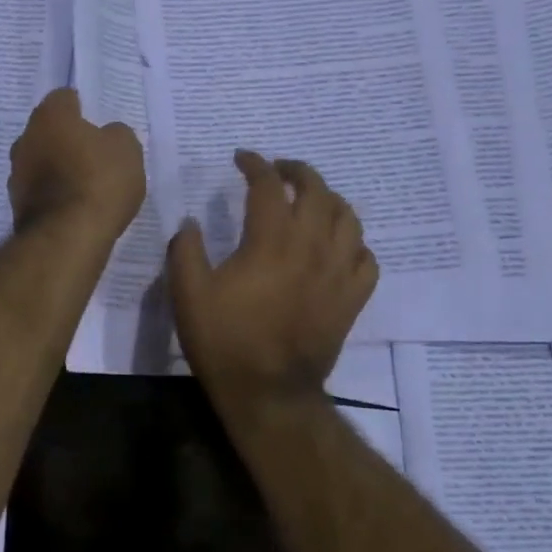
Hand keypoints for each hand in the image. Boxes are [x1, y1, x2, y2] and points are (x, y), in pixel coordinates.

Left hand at [8, 88, 145, 242]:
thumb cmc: (99, 181)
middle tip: (93, 153)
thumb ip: (116, 135)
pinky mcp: (17, 206)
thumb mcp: (126, 149)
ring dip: (58, 169)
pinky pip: (40, 191)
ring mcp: (16, 175)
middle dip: (66, 140)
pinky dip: (54, 195)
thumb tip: (107, 135)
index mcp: (49, 116)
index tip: (97, 122)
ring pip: (40, 162)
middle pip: (48, 132)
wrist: (67, 237)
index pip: (64, 98)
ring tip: (85, 185)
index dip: (82, 108)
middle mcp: (24, 139)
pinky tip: (74, 207)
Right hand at [168, 152, 377, 402]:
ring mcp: (338, 273)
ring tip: (313, 200)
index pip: (268, 185)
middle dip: (297, 171)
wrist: (268, 392)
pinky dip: (354, 243)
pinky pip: (366, 258)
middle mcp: (311, 247)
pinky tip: (339, 246)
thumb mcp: (187, 294)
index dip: (255, 164)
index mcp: (270, 240)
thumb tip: (191, 222)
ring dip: (330, 199)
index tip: (241, 158)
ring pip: (349, 219)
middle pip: (317, 191)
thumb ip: (185, 250)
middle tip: (279, 170)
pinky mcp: (352, 299)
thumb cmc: (225, 341)